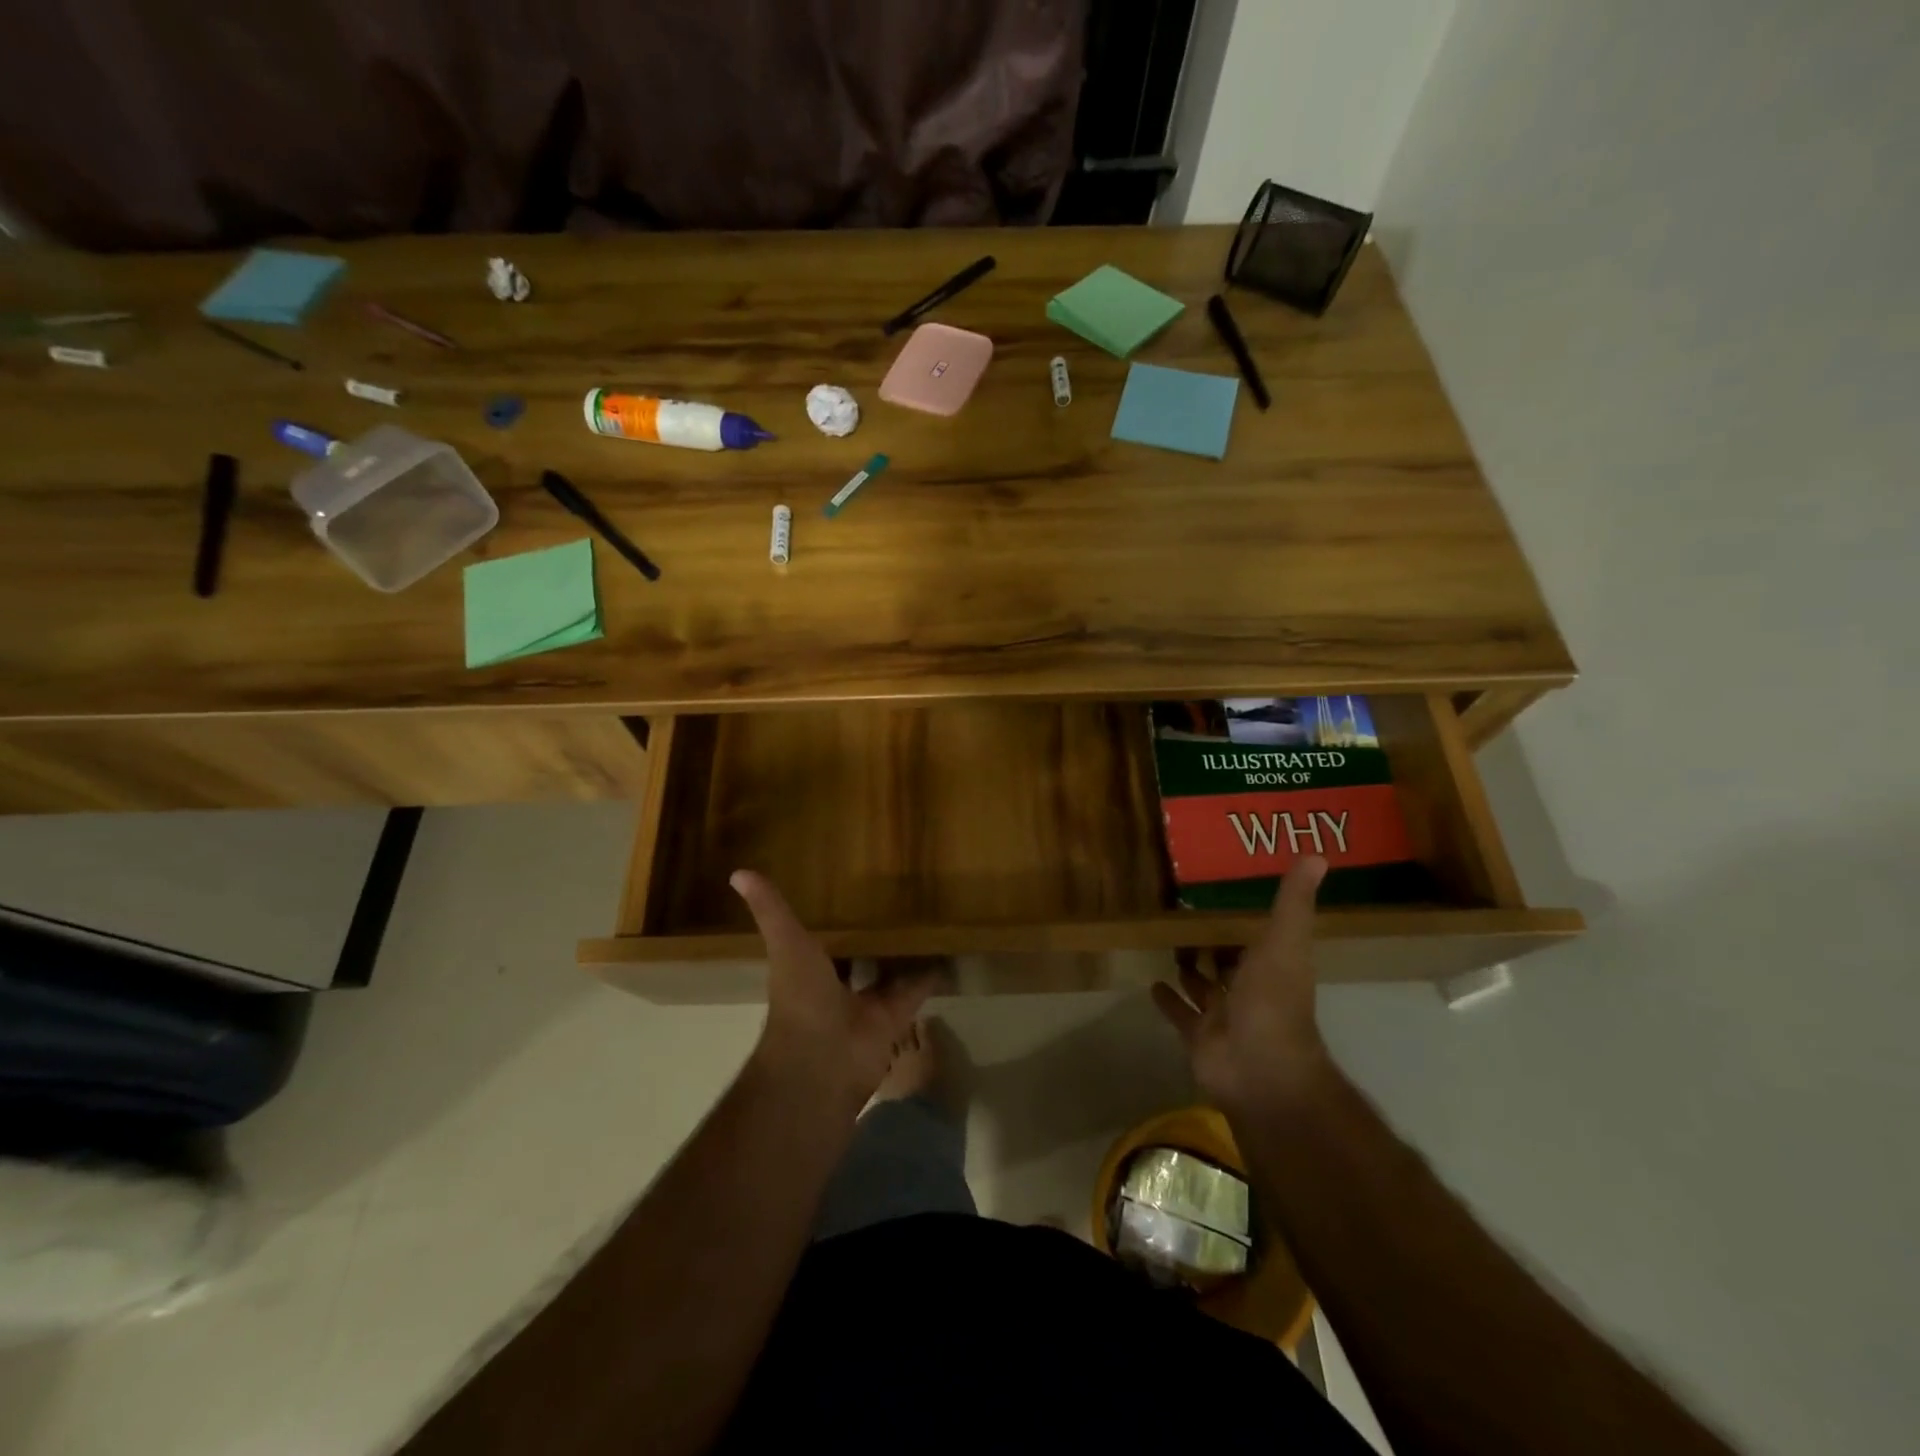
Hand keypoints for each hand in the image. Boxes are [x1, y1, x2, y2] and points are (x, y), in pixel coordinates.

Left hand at [732, 870, 933, 1109]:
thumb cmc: (800, 1000)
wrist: (823, 1062)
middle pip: (855, 957)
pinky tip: (946, 950)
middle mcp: (835, 987)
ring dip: (901, 955)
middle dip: (868, 937)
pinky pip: (915, 991)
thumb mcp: (786, 945)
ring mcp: (865, 1005)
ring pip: (887, 974)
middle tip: (894, 901)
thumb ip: (770, 911)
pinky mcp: (894, 1018)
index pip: (819, 940)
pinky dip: (930, 975)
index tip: (846, 891)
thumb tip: (738, 872)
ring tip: (924, 920)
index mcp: (806, 970)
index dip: (829, 920)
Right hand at [1153, 856, 1335, 1116]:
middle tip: (1189, 921)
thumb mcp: (1284, 942)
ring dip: (1190, 971)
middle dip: (1215, 948)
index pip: (1259, 940)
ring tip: (1170, 947)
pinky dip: (1167, 999)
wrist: (1259, 1070)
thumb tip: (1317, 853)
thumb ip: (1293, 902)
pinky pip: (1180, 1013)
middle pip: (1229, 965)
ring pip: (1203, 988)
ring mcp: (1223, 1016)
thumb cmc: (1273, 1002)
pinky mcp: (1198, 1036)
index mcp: (1272, 968)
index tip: (1227, 898)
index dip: (1246, 923)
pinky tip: (1151, 982)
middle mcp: (1249, 991)